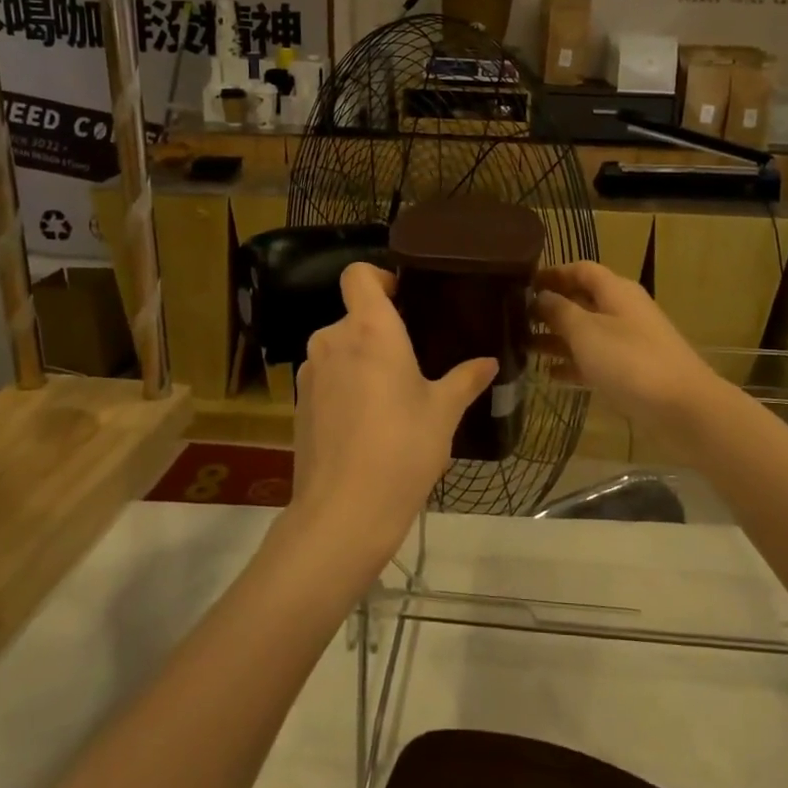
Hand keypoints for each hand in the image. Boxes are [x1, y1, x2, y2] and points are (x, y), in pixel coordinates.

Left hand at [283, 264, 495, 573]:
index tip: (405, 300)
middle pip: (353, 316)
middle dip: (380, 332)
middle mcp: (332, 341)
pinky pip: (327, 379)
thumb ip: (465, 379)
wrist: (343, 513)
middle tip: (414, 361)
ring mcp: (309, 374)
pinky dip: (346, 388)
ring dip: (363, 361)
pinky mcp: (298, 405)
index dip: (380, 277)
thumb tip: (489, 362)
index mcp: (368, 330)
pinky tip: (369, 425)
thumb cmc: (402, 449)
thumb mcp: (444, 412)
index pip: (359, 274)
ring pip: (340, 350)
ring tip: (393, 397)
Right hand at [533, 261, 725, 439]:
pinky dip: (573, 364)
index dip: (552, 273)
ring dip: (557, 337)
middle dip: (550, 308)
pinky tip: (548, 375)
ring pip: (586, 332)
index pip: (581, 270)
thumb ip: (559, 311)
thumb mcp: (587, 332)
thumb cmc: (631, 362)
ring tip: (522, 347)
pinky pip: (595, 360)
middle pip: (582, 300)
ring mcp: (628, 342)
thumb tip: (541, 296)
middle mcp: (623, 310)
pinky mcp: (631, 371)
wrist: (683, 409)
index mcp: (616, 291)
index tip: (522, 285)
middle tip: (514, 319)